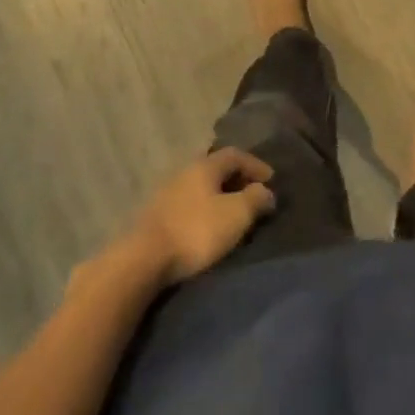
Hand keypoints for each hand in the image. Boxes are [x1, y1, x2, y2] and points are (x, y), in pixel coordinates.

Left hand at [131, 148, 275, 283]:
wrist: (143, 259)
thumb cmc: (196, 231)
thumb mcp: (235, 215)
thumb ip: (255, 199)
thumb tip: (267, 192)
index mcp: (205, 165)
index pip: (236, 154)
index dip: (256, 165)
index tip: (271, 180)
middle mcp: (185, 171)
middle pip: (216, 168)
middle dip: (237, 180)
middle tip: (252, 195)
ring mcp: (167, 192)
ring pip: (201, 187)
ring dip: (219, 196)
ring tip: (231, 214)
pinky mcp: (156, 215)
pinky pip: (188, 204)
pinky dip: (203, 210)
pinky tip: (206, 227)